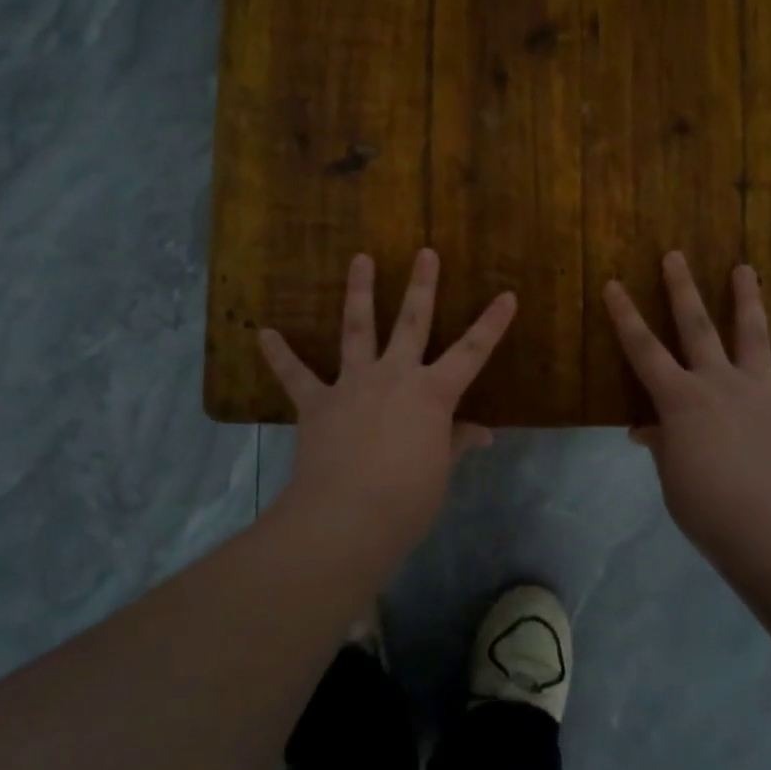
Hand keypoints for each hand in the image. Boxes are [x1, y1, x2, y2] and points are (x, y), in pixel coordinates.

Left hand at [260, 249, 516, 549]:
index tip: (507, 295)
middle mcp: (394, 376)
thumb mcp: (440, 471)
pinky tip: (263, 333)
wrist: (346, 518)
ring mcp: (352, 384)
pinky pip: (295, 375)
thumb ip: (455, 442)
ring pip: (357, 328)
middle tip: (424, 252)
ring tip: (359, 258)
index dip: (492, 324)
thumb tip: (483, 432)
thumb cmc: (407, 499)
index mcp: (432, 393)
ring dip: (358, 292)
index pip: (472, 352)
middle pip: (412, 322)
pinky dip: (279, 354)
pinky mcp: (317, 403)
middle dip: (421, 285)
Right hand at [604, 252, 770, 568]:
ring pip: (753, 338)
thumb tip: (647, 430)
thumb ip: (663, 446)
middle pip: (697, 328)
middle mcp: (719, 384)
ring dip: (748, 302)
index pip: (643, 350)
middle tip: (676, 255)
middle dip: (682, 290)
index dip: (625, 316)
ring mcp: (761, 395)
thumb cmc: (709, 510)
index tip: (613, 284)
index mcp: (680, 400)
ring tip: (746, 269)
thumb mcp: (672, 479)